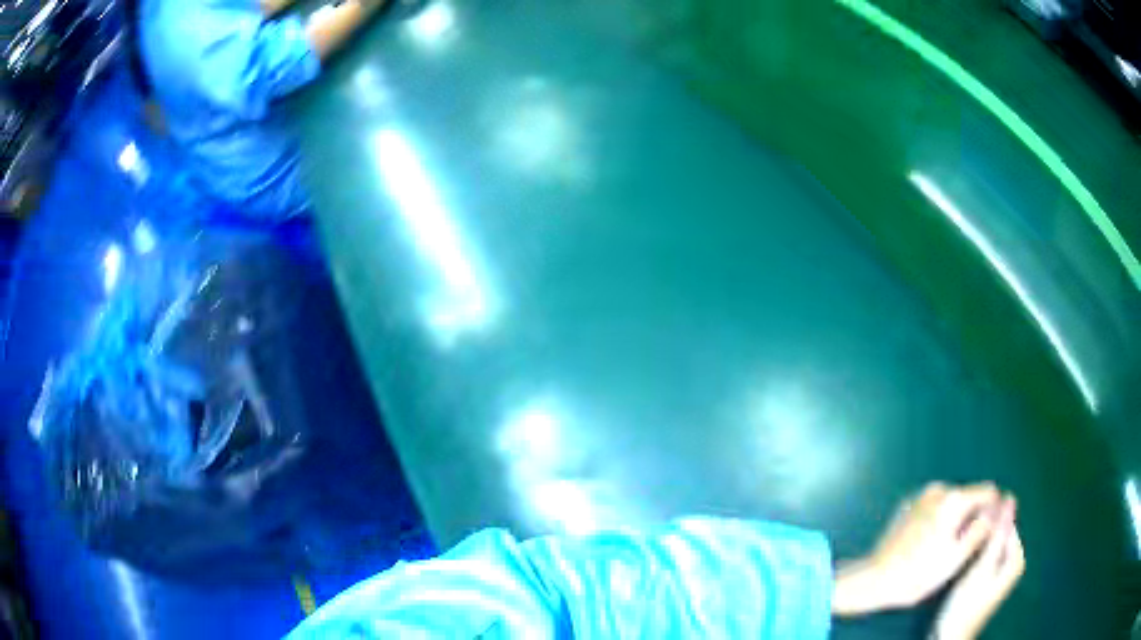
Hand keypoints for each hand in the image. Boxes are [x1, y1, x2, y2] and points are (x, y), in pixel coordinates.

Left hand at [833, 482, 1000, 615]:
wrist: (873, 580)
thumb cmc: (918, 575)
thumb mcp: (957, 557)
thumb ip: (983, 528)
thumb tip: (999, 508)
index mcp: (954, 499)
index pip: (989, 491)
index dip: (993, 511)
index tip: (987, 534)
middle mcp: (938, 489)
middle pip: (970, 497)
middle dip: (973, 516)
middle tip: (965, 548)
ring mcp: (921, 496)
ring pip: (952, 504)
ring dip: (956, 520)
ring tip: (946, 550)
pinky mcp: (908, 506)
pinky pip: (935, 508)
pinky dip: (939, 521)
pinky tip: (929, 545)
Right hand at [931, 497, 1024, 639]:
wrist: (949, 637)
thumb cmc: (966, 604)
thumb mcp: (982, 568)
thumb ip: (998, 536)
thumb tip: (1009, 500)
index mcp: (1016, 558)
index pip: (1007, 523)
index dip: (990, 518)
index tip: (970, 518)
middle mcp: (1012, 562)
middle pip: (999, 534)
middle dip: (984, 531)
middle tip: (962, 530)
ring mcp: (999, 573)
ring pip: (990, 545)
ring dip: (977, 541)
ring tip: (959, 540)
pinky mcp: (986, 580)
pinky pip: (984, 556)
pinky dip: (974, 552)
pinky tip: (961, 554)